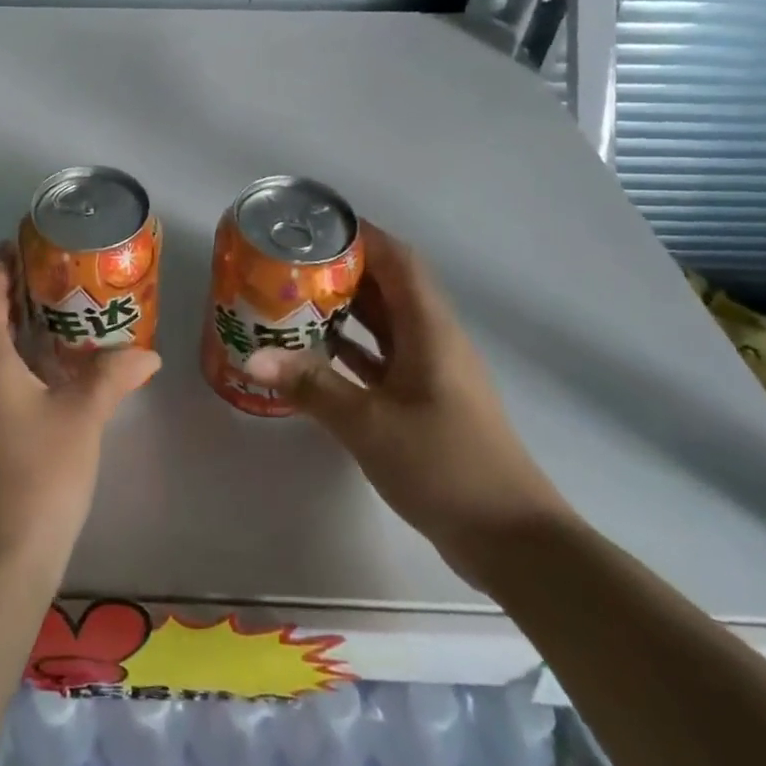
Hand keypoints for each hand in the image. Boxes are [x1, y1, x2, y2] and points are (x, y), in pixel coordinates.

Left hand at [0, 244, 159, 580]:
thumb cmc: (37, 477)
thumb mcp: (81, 418)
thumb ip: (112, 376)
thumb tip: (149, 353)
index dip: (1, 263)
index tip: (26, 242)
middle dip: (12, 291)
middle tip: (54, 274)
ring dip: (13, 327)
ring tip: (57, 314)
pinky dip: (13, 360)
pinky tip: (48, 371)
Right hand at [244, 222, 572, 575]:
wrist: (511, 539)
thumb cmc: (445, 466)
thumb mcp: (370, 423)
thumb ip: (312, 386)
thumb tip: (254, 357)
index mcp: (430, 329)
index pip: (398, 260)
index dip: (361, 235)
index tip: (314, 226)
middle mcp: (434, 339)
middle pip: (388, 286)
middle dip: (341, 269)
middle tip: (288, 263)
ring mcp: (432, 371)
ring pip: (385, 323)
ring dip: (345, 308)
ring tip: (293, 299)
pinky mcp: (426, 401)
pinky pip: (383, 357)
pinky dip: (352, 348)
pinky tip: (316, 354)